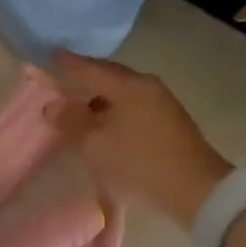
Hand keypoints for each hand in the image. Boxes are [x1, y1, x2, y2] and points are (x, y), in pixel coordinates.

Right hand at [49, 52, 231, 228]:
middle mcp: (147, 87)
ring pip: (122, 92)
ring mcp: (162, 104)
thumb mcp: (95, 145)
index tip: (49, 55)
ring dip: (99, 97)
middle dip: (85, 77)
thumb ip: (70, 121)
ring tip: (79, 108)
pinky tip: (104, 124)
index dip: (67, 63)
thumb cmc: (138, 162)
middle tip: (62, 79)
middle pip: (109, 76)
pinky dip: (113, 110)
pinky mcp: (170, 123)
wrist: (196, 191)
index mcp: (128, 85)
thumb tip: (52, 105)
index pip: (90, 68)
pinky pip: (132, 107)